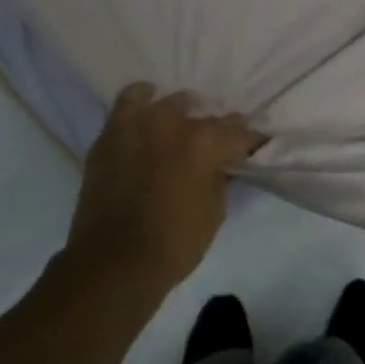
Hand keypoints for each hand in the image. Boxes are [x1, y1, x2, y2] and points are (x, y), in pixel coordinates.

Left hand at [67, 83, 263, 295]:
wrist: (113, 263)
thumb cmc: (174, 244)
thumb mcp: (214, 214)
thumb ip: (220, 179)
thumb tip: (221, 165)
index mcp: (204, 143)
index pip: (239, 132)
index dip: (251, 140)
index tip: (255, 145)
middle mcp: (172, 123)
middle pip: (203, 114)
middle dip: (215, 126)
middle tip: (216, 142)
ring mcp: (137, 125)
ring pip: (163, 100)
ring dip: (177, 110)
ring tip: (180, 122)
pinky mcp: (109, 135)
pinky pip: (127, 105)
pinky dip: (140, 104)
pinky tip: (147, 111)